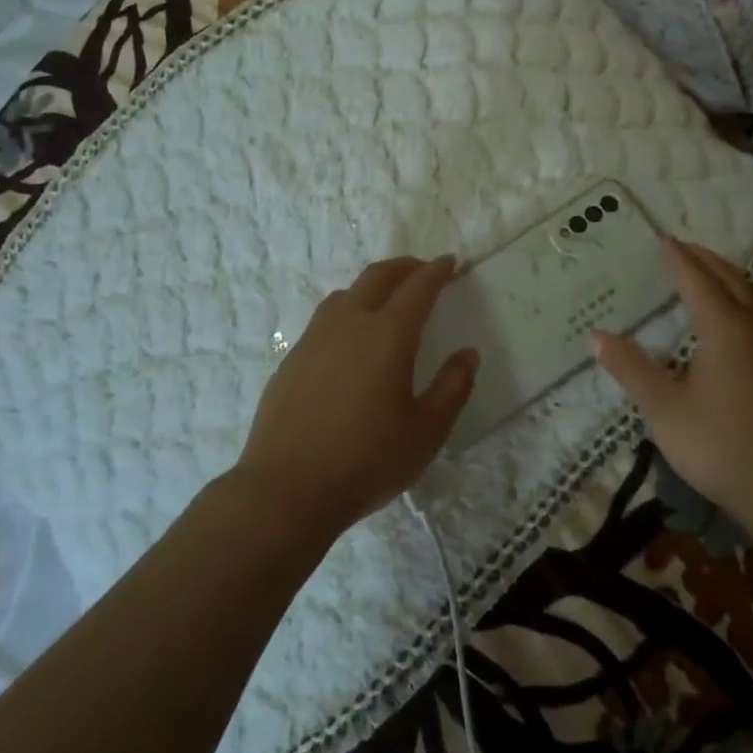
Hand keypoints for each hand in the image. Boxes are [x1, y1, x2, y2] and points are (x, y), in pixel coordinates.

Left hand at [235, 256, 478, 536]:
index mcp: (388, 335)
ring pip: (345, 294)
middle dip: (404, 267)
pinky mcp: (291, 360)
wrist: (285, 490)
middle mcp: (349, 324)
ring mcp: (314, 339)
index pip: (418, 288)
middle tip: (422, 270)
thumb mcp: (426, 432)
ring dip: (371, 286)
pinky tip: (348, 342)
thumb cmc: (366, 461)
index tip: (450, 262)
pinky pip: (324, 320)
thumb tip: (467, 354)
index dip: (436, 271)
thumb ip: (452, 388)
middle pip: (377, 277)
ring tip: (385, 300)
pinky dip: (346, 312)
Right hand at [592, 238, 752, 533]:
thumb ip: (631, 369)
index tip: (663, 238)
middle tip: (683, 247)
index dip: (678, 259)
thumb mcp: (664, 409)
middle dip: (706, 260)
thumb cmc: (719, 445)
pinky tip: (740, 317)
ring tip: (711, 271)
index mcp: (725, 328)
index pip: (697, 281)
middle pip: (730, 280)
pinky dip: (746, 297)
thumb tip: (596, 335)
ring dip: (730, 276)